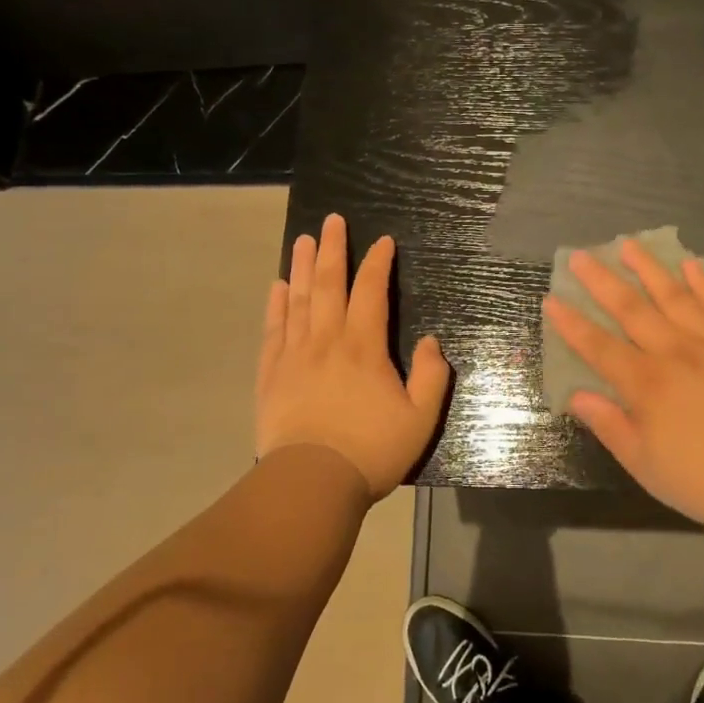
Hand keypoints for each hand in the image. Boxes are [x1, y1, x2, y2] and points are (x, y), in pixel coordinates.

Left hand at [256, 213, 450, 498]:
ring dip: (302, 266)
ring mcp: (294, 355)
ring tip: (303, 240)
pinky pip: (273, 330)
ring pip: (298, 299)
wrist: (311, 482)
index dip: (377, 263)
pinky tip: (277, 287)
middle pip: (328, 284)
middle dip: (332, 249)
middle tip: (330, 220)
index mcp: (363, 346)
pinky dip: (276, 305)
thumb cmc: (371, 450)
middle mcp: (327, 340)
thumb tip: (432, 341)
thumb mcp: (420, 418)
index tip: (382, 241)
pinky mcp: (271, 374)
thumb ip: (432, 376)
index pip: (371, 291)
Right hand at [544, 238, 703, 524]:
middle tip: (580, 255)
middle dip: (601, 281)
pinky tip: (689, 264)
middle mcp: (674, 352)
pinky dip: (703, 283)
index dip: (573, 323)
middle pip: (631, 310)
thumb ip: (610, 425)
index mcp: (645, 384)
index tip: (552, 298)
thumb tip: (576, 394)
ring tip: (628, 244)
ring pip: (674, 296)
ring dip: (648, 268)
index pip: (599, 347)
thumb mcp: (646, 465)